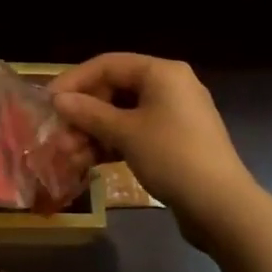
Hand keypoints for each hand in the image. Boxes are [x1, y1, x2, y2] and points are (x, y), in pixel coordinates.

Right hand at [50, 54, 257, 242]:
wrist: (222, 206)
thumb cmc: (172, 157)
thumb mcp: (125, 133)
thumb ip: (89, 113)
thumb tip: (58, 99)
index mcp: (161, 73)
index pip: (108, 65)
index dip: (75, 81)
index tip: (49, 102)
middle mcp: (170, 86)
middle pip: (115, 90)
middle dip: (84, 114)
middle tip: (59, 136)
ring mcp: (175, 115)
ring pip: (123, 114)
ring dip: (94, 132)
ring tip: (69, 155)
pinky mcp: (176, 141)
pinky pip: (136, 133)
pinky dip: (113, 144)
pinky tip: (89, 162)